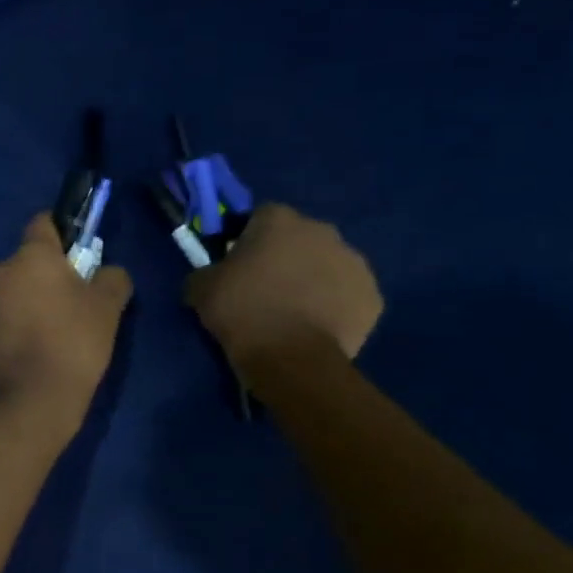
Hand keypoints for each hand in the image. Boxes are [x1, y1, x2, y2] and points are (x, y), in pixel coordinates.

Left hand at [0, 214, 132, 433]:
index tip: (79, 252)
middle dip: (49, 273)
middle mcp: (1, 271)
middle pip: (28, 261)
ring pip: (14, 289)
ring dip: (31, 299)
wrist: (32, 397)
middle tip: (75, 300)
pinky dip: (17, 323)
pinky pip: (3, 316)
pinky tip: (35, 348)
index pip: (42, 223)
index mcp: (31, 256)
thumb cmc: (74, 341)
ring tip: (55, 329)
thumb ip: (112, 277)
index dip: (62, 232)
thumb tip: (108, 273)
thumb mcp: (108, 306)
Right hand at [186, 203, 381, 376]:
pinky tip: (314, 325)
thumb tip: (210, 276)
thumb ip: (206, 271)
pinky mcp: (373, 296)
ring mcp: (354, 263)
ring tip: (291, 309)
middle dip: (284, 255)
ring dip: (311, 278)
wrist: (291, 356)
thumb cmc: (242, 310)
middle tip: (264, 285)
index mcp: (279, 220)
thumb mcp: (200, 288)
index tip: (236, 261)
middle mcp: (322, 231)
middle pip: (299, 237)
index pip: (260, 216)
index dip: (247, 237)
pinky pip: (346, 294)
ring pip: (327, 264)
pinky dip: (333, 304)